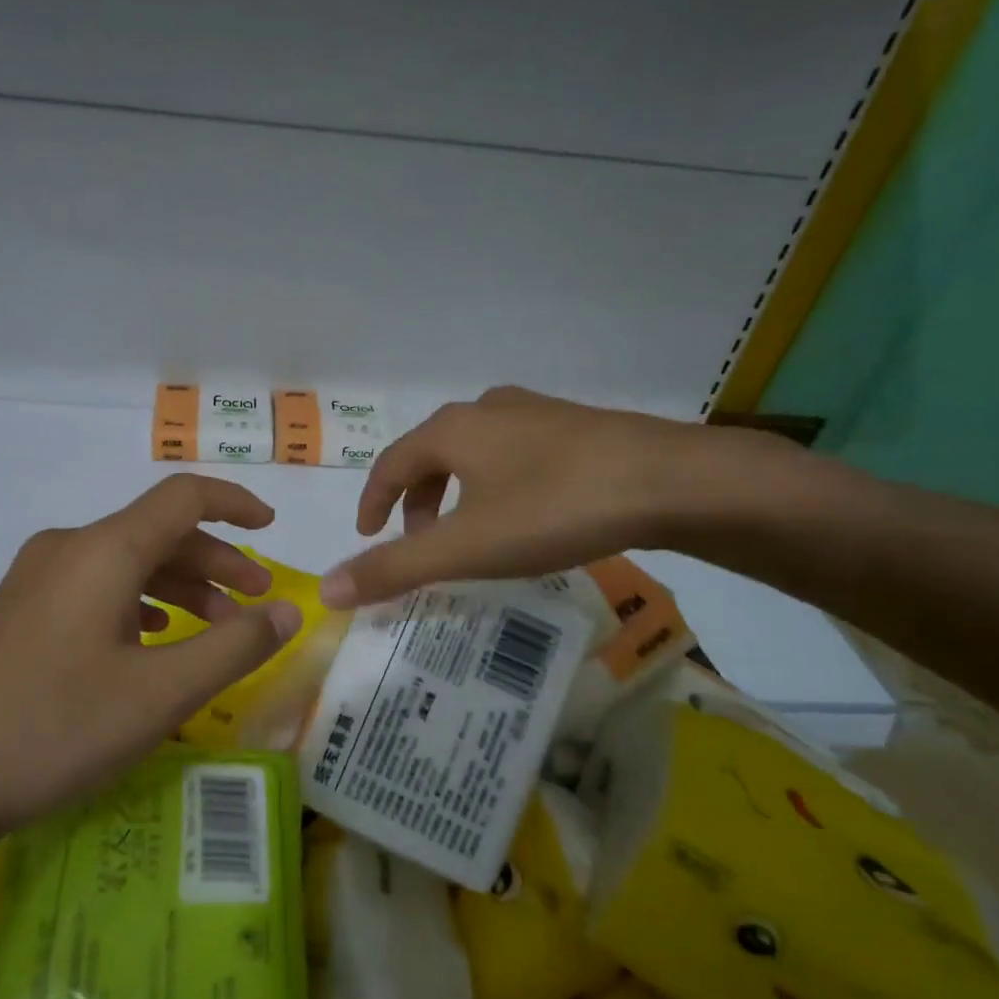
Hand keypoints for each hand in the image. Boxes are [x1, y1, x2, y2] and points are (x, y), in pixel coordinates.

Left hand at [0, 475, 303, 850]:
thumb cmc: (52, 729)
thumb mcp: (159, 695)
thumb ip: (234, 647)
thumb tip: (289, 611)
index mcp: (103, 551)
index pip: (183, 498)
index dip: (235, 503)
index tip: (272, 528)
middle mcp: (67, 549)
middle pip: (158, 533)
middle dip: (216, 562)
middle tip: (256, 603)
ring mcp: (35, 580)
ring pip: (126, 563)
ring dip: (181, 587)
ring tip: (214, 631)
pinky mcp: (18, 612)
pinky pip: (95, 588)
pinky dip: (140, 603)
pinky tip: (151, 641)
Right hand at [320, 386, 786, 608]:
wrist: (670, 480)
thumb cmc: (554, 508)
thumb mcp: (467, 546)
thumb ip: (395, 568)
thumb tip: (327, 588)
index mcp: (452, 429)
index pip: (391, 463)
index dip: (372, 500)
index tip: (367, 535)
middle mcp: (488, 410)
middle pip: (432, 456)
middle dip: (418, 502)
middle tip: (422, 545)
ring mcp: (537, 414)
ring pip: (476, 454)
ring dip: (458, 494)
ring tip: (473, 536)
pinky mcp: (577, 428)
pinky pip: (516, 456)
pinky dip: (498, 487)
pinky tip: (527, 517)